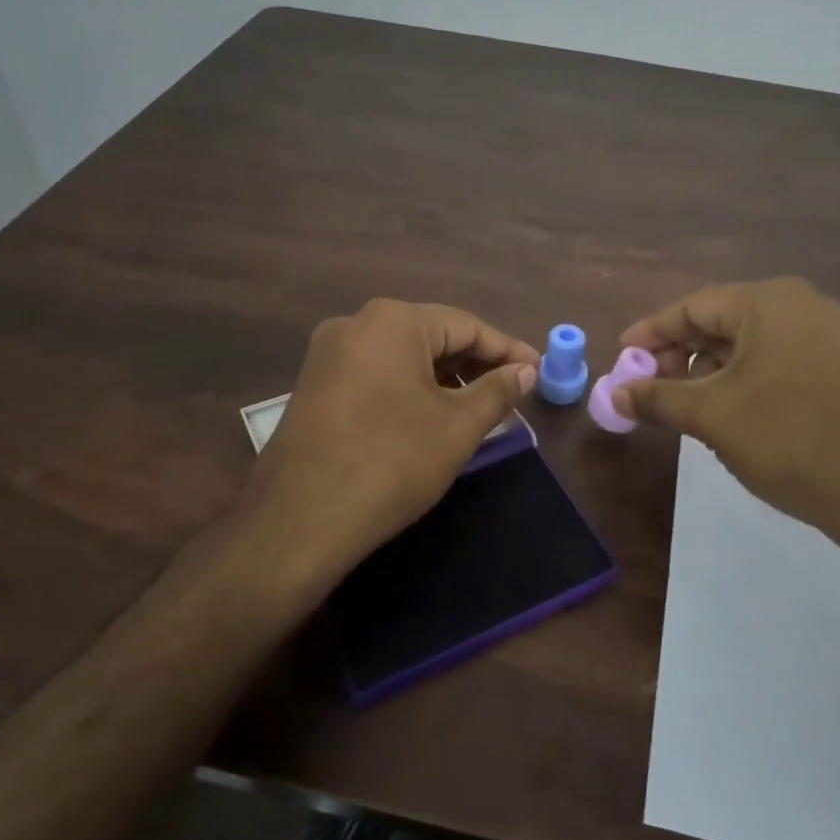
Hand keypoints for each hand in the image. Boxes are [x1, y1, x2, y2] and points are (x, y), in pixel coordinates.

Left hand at [242, 299, 538, 590]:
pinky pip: (376, 375)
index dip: (508, 350)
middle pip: (432, 336)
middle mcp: (355, 324)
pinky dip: (410, 389)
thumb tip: (525, 371)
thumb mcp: (458, 426)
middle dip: (475, 363)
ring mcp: (328, 355)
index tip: (539, 371)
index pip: (466, 326)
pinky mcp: (314, 386)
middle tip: (513, 391)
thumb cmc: (392, 462)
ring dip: (444, 378)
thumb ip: (498, 391)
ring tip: (477, 407)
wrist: (301, 519)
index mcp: (393, 321)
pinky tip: (430, 416)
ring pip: (403, 357)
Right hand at [614, 278, 839, 565]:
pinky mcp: (839, 367)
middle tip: (646, 385)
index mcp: (769, 302)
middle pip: (721, 320)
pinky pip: (775, 359)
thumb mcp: (710, 415)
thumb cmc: (785, 438)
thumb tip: (614, 394)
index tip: (622, 357)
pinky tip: (724, 409)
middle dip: (678, 353)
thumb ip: (656, 398)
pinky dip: (741, 378)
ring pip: (748, 343)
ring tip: (681, 404)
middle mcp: (801, 306)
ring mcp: (827, 336)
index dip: (651, 333)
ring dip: (708, 369)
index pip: (694, 306)